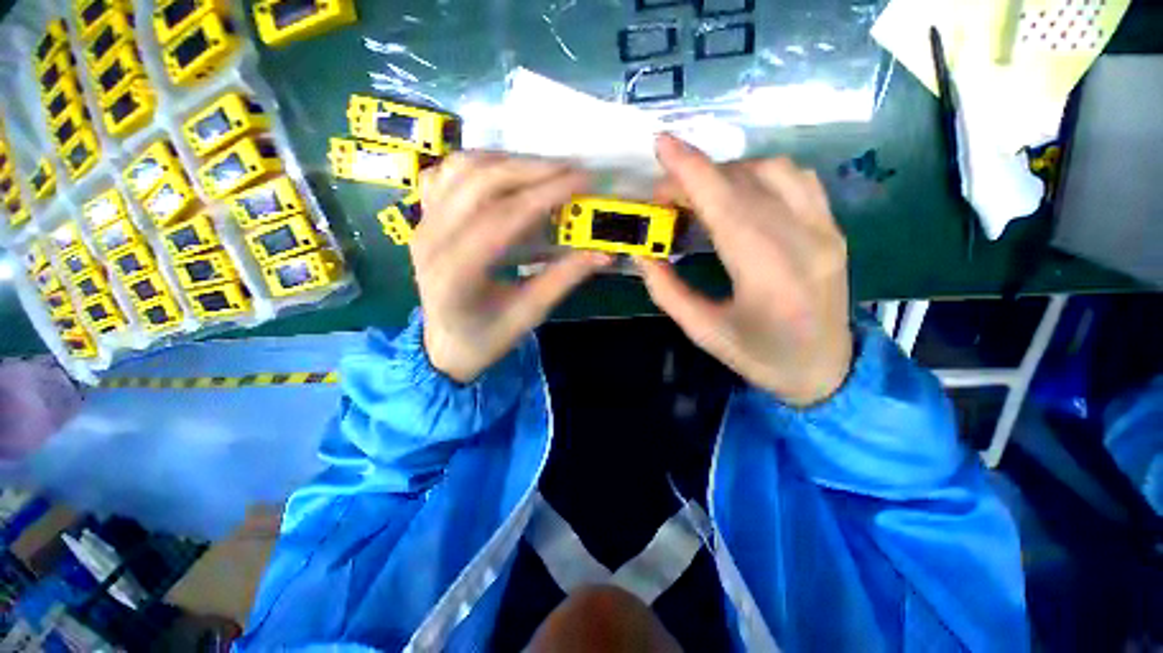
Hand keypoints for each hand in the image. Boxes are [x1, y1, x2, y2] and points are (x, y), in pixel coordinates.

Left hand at [413, 153, 610, 382]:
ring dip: (508, 161)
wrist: (446, 343)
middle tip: (573, 170)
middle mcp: (432, 239)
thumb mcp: (529, 314)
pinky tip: (506, 173)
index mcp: (457, 273)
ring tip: (546, 170)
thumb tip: (602, 253)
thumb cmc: (486, 337)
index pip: (505, 217)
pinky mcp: (425, 217)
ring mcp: (423, 223)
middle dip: (533, 169)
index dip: (547, 193)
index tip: (584, 180)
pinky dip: (480, 163)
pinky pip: (447, 173)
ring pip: (462, 168)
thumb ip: (563, 279)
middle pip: (482, 183)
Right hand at [636, 135, 853, 406]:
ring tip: (701, 196)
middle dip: (696, 176)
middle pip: (744, 183)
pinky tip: (740, 196)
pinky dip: (760, 175)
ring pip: (774, 171)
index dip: (691, 170)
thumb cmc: (760, 357)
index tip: (662, 145)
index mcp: (767, 276)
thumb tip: (642, 254)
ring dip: (728, 173)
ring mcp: (825, 231)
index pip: (726, 205)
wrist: (825, 369)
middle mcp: (803, 242)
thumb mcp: (703, 332)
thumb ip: (667, 290)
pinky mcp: (833, 228)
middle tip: (665, 198)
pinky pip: (797, 179)